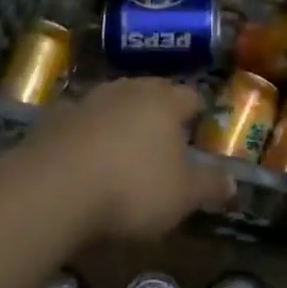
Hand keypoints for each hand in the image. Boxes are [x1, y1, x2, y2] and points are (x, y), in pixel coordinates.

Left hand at [25, 78, 234, 241]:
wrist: (53, 188)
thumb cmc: (132, 188)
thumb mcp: (182, 196)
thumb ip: (209, 185)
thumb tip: (233, 182)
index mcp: (165, 102)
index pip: (191, 96)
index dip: (199, 113)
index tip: (200, 130)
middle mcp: (128, 90)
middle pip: (152, 92)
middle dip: (159, 111)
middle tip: (165, 137)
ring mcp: (89, 100)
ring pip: (115, 102)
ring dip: (121, 119)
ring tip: (124, 147)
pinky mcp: (55, 118)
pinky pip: (81, 121)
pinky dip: (87, 134)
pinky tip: (85, 158)